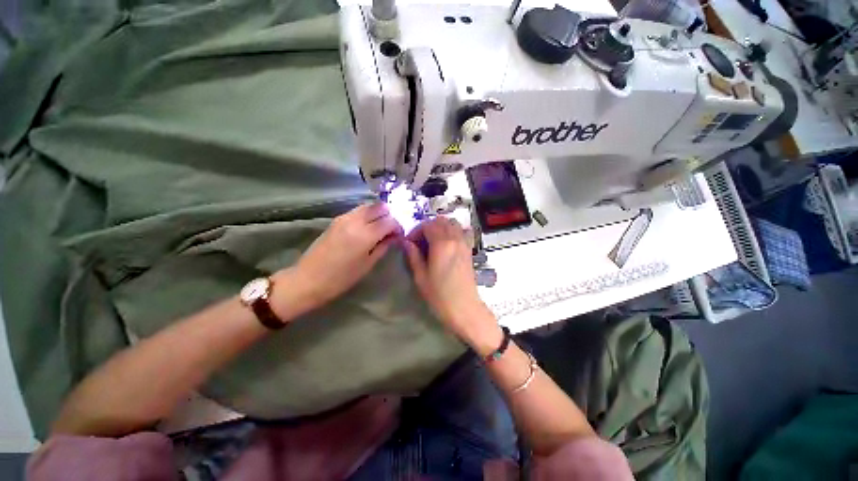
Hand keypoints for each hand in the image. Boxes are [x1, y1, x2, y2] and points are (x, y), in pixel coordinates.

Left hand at [273, 203, 401, 315]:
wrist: (308, 279)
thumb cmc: (341, 278)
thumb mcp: (367, 264)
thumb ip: (384, 246)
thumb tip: (395, 236)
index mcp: (365, 234)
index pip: (389, 221)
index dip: (398, 226)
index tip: (399, 235)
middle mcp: (355, 221)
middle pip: (379, 207)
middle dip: (389, 215)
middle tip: (391, 229)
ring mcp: (344, 218)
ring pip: (368, 206)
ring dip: (378, 213)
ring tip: (380, 227)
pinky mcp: (336, 220)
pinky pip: (357, 211)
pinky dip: (367, 214)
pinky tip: (367, 227)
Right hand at [402, 217, 496, 342]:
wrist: (464, 308)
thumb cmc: (440, 295)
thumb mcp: (421, 276)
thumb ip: (413, 255)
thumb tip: (406, 242)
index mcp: (442, 244)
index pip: (427, 225)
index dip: (416, 231)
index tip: (410, 243)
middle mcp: (455, 239)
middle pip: (441, 220)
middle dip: (427, 227)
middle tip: (420, 241)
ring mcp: (464, 243)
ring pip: (453, 223)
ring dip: (441, 227)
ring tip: (433, 241)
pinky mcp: (469, 250)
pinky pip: (462, 231)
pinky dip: (453, 231)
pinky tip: (446, 244)